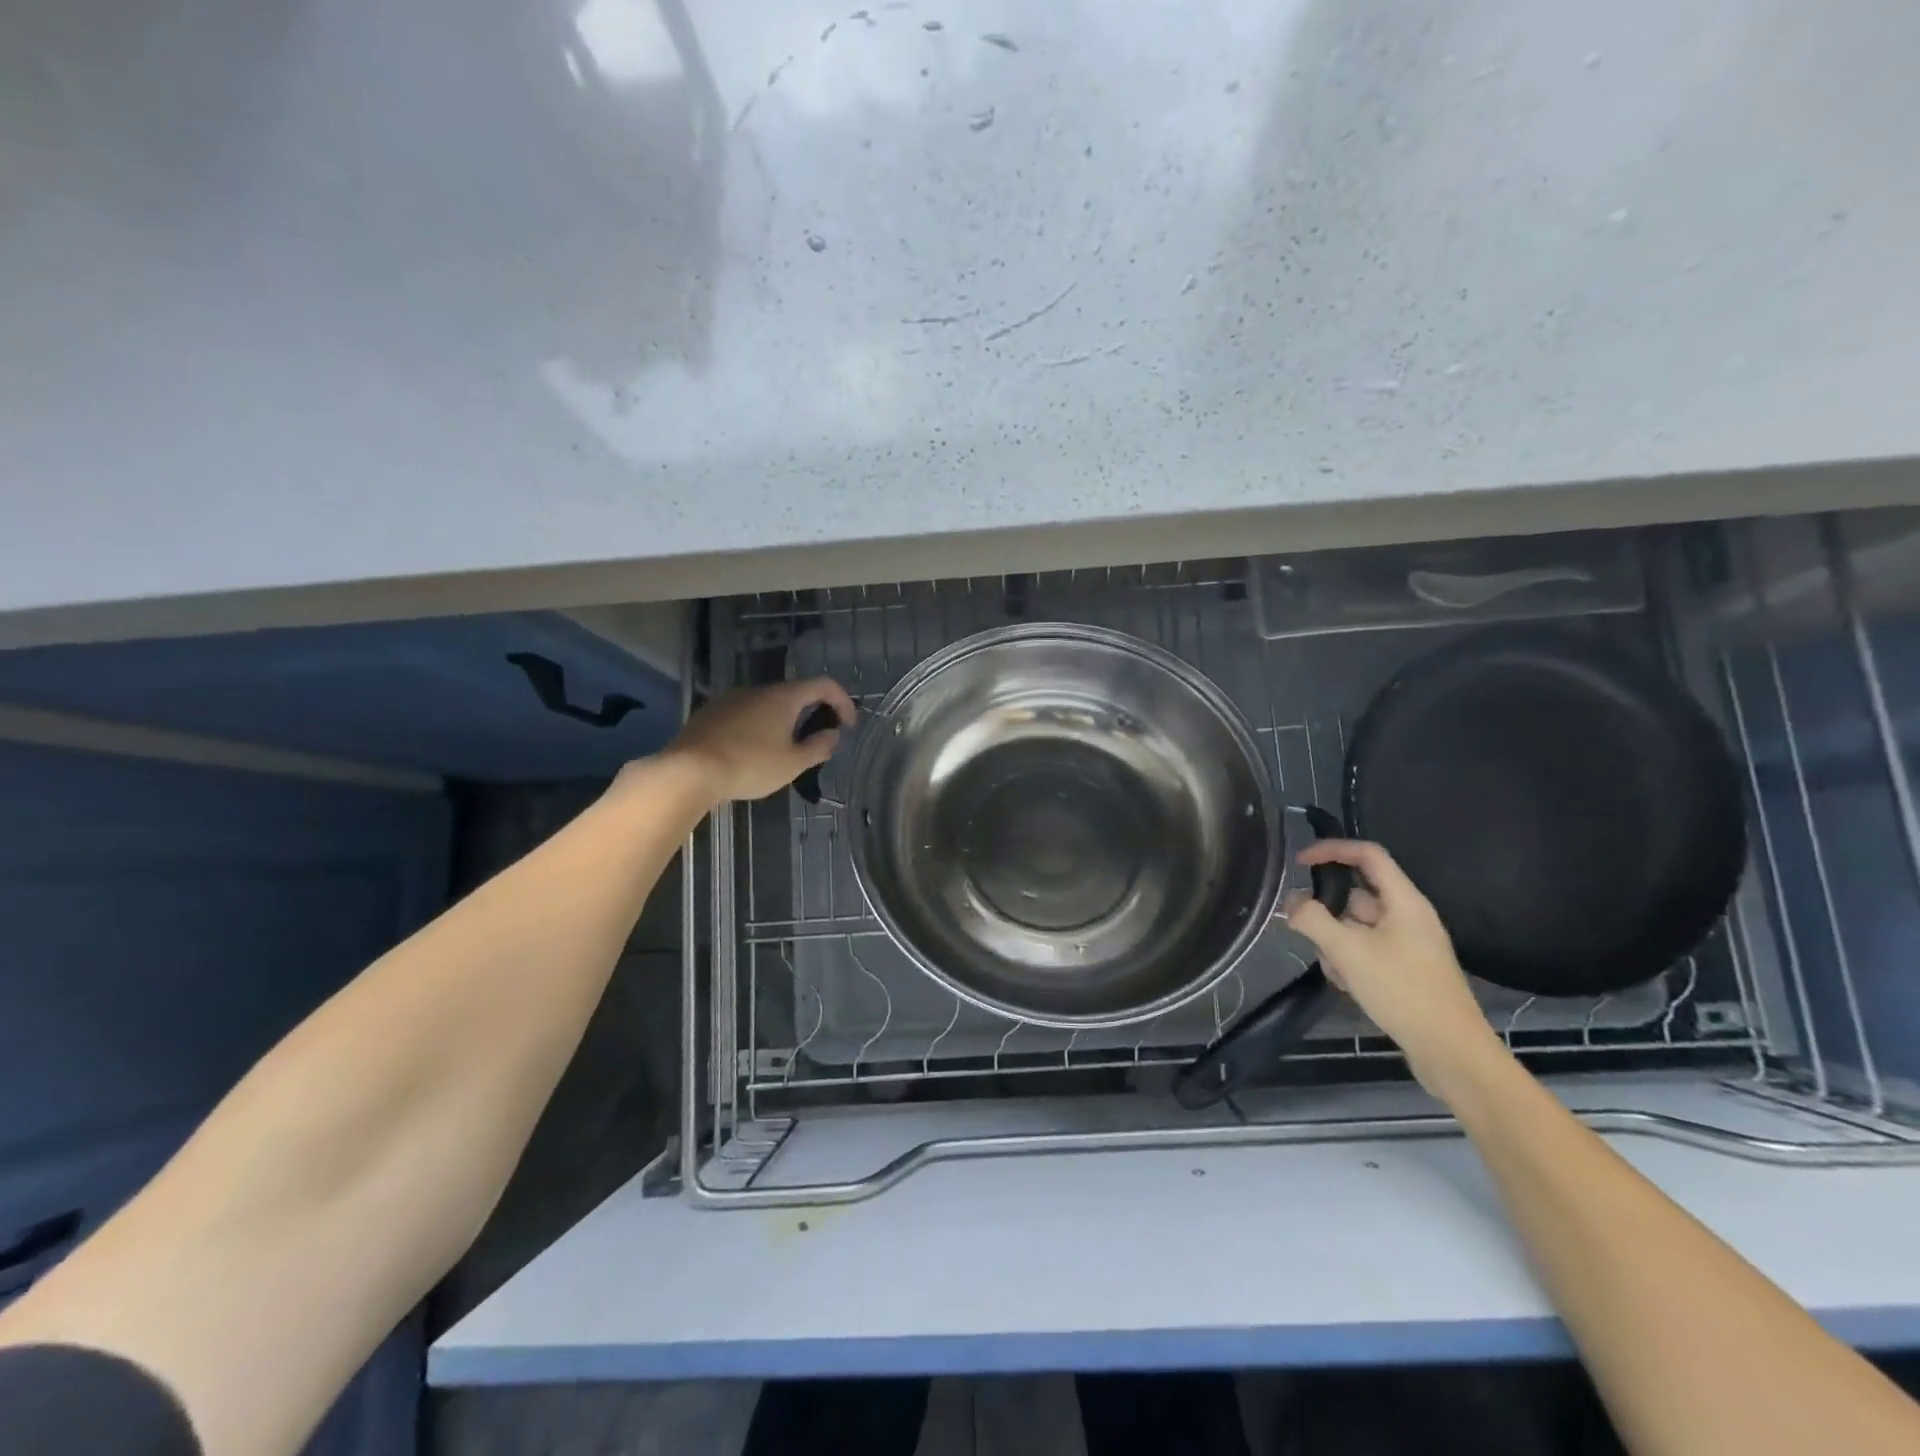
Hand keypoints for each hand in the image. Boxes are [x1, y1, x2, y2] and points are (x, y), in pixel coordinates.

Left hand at [664, 678, 857, 803]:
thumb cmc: (750, 765)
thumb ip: (818, 747)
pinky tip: (751, 754)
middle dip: (811, 714)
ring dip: (782, 722)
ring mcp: (730, 700)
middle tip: (816, 741)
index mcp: (783, 697)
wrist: (689, 771)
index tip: (847, 726)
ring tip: (783, 751)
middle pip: (794, 694)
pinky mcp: (709, 714)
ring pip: (766, 705)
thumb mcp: (793, 763)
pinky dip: (757, 728)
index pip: (823, 685)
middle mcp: (757, 690)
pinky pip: (743, 715)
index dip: (842, 701)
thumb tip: (833, 735)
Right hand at [1286, 839, 1502, 1094]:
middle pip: (1356, 895)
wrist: (1450, 1052)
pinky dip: (1350, 961)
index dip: (1332, 850)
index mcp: (1404, 901)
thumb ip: (1313, 919)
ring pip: (1356, 926)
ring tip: (1336, 971)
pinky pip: (1366, 950)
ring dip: (1336, 942)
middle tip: (1312, 936)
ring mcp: (1408, 945)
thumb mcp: (1348, 951)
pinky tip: (1347, 986)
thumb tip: (1292, 902)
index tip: (1299, 862)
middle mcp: (1408, 917)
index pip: (1367, 855)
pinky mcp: (1405, 970)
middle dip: (1328, 913)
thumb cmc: (1402, 991)